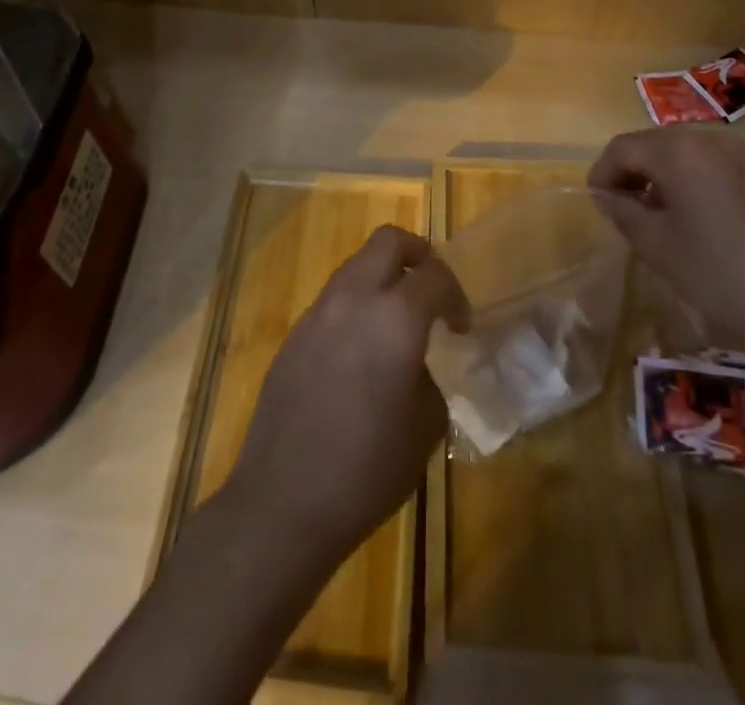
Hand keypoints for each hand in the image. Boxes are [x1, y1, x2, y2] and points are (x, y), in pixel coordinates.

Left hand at [223, 226, 468, 570]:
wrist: (283, 502)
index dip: (456, 293)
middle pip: (388, 241)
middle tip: (431, 291)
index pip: (435, 274)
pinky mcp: (294, 334)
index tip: (460, 327)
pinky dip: (356, 306)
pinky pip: (334, 299)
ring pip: (357, 265)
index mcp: (394, 317)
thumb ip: (430, 378)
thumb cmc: (368, 470)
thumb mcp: (425, 427)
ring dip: (383, 279)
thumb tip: (418, 365)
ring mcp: (317, 312)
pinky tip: (360, 353)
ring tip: (396, 323)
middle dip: (418, 255)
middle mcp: (353, 299)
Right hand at [588, 126, 744, 362]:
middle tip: (621, 210)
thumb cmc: (722, 274)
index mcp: (679, 151)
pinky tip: (694, 220)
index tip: (596, 204)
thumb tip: (608, 196)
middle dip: (631, 172)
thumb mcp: (659, 247)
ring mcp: (742, 155)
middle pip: (653, 144)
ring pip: (683, 154)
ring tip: (655, 218)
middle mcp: (710, 140)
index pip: (623, 148)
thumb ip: (625, 213)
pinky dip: (690, 182)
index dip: (602, 173)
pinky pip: (711, 166)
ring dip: (660, 177)